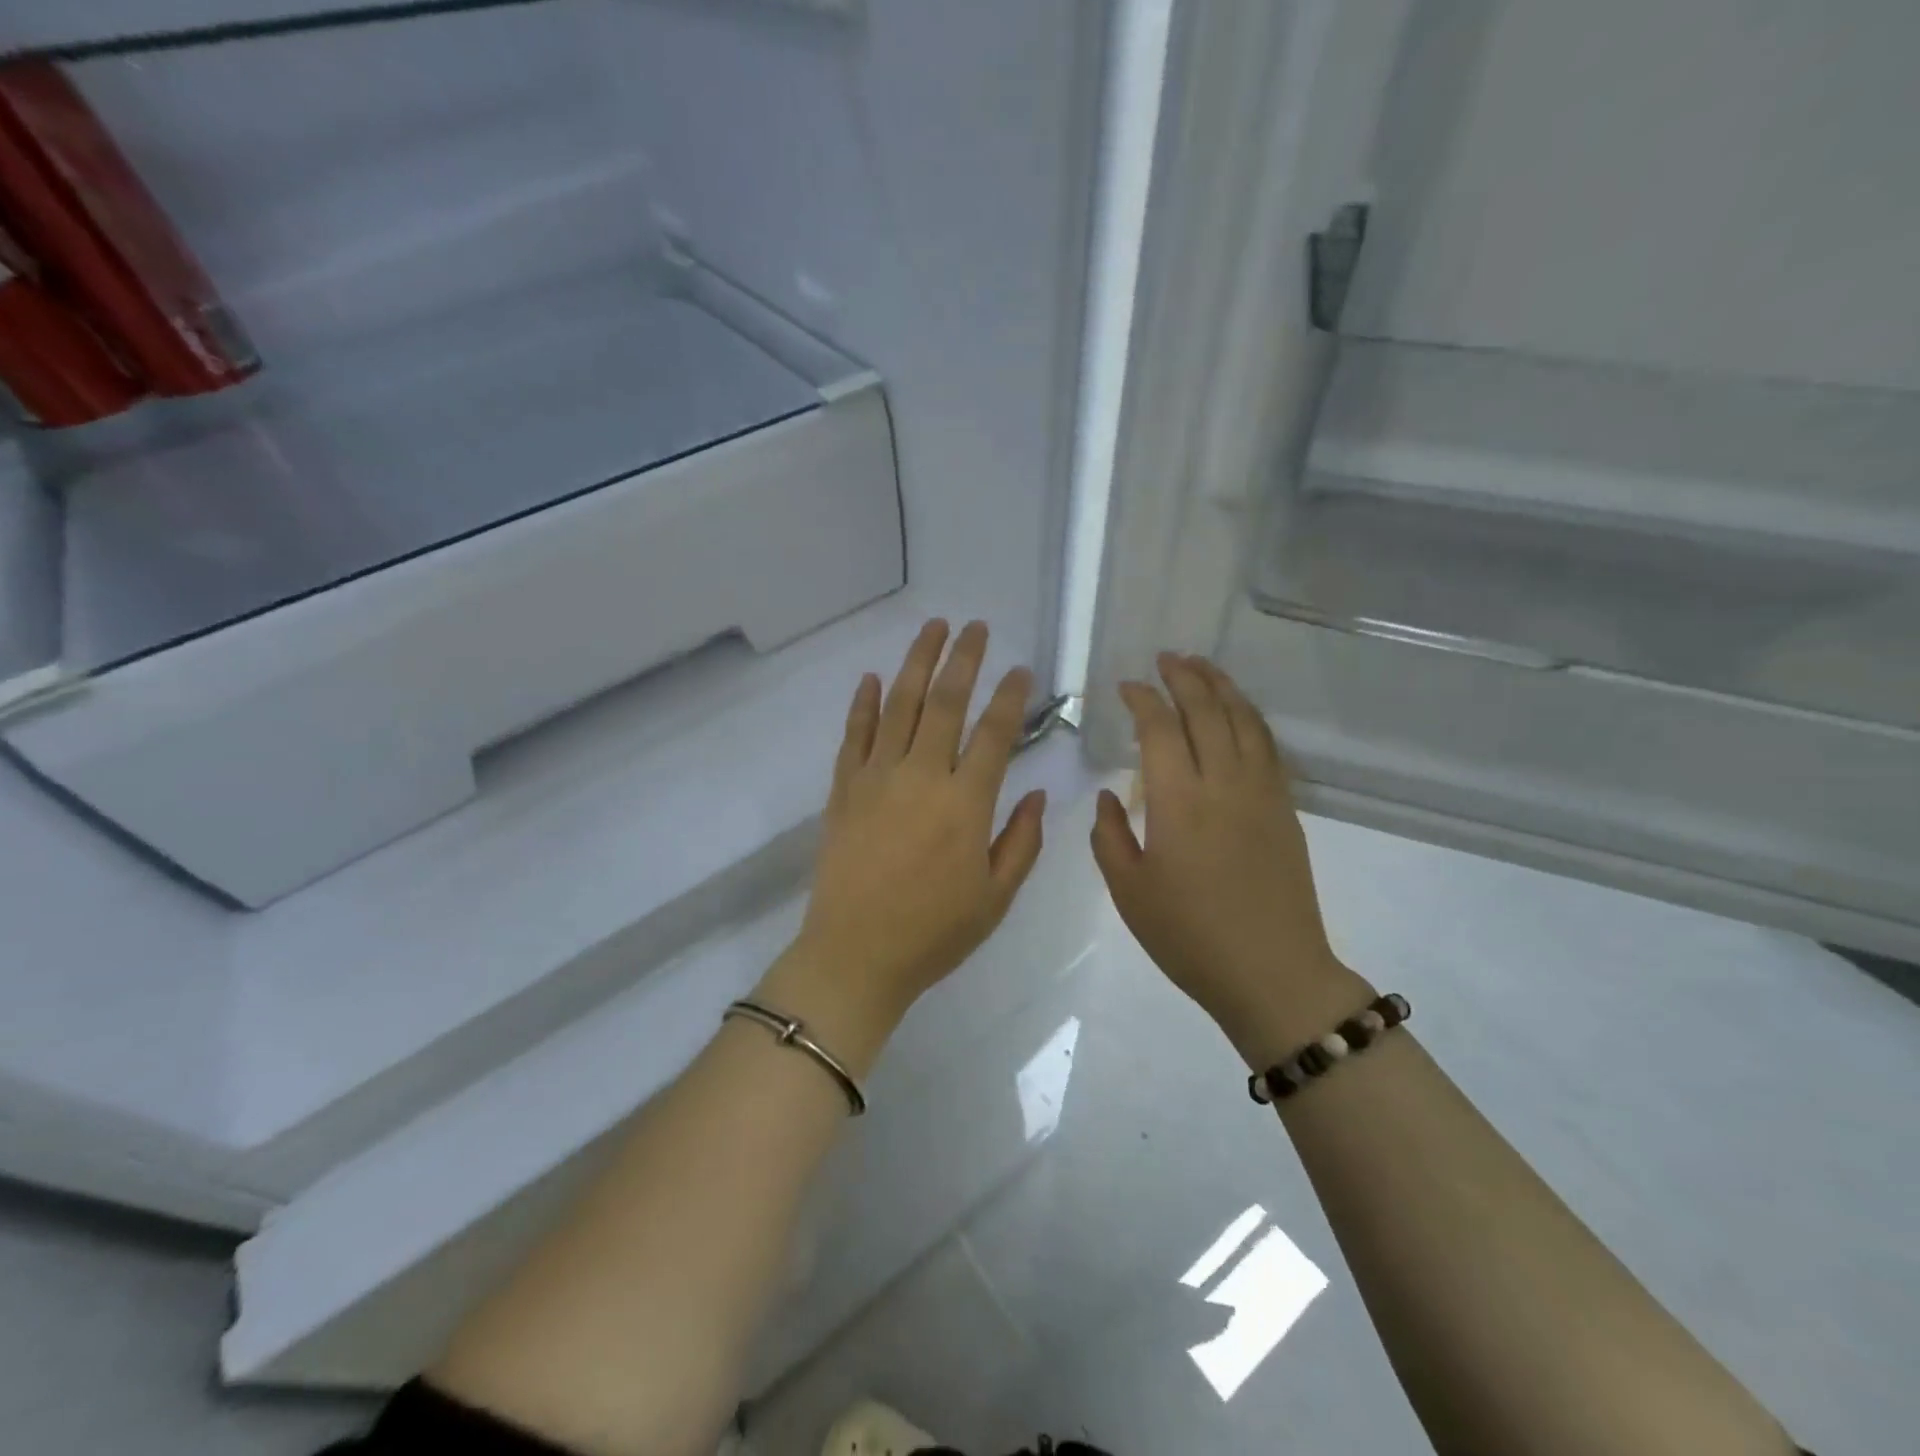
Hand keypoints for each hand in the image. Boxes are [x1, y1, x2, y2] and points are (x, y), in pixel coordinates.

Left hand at [758, 620, 1046, 1069]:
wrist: (855, 955)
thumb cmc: (933, 933)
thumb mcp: (995, 898)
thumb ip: (1021, 841)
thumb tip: (1036, 794)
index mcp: (965, 803)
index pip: (993, 733)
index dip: (1009, 696)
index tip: (1020, 669)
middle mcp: (921, 777)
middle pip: (945, 703)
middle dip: (962, 659)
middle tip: (975, 626)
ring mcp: (876, 779)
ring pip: (899, 706)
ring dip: (916, 663)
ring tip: (932, 629)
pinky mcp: (843, 790)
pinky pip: (854, 735)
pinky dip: (862, 704)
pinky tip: (871, 677)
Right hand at [1090, 653, 1372, 1065]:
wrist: (1271, 973)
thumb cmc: (1189, 937)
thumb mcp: (1129, 891)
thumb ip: (1109, 835)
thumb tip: (1111, 794)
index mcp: (1179, 802)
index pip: (1160, 729)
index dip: (1142, 700)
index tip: (1126, 686)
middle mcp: (1224, 784)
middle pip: (1207, 711)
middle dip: (1184, 678)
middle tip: (1166, 658)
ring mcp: (1262, 793)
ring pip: (1244, 720)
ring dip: (1222, 687)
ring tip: (1202, 667)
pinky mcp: (1285, 808)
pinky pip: (1267, 746)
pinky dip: (1250, 717)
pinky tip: (1238, 713)